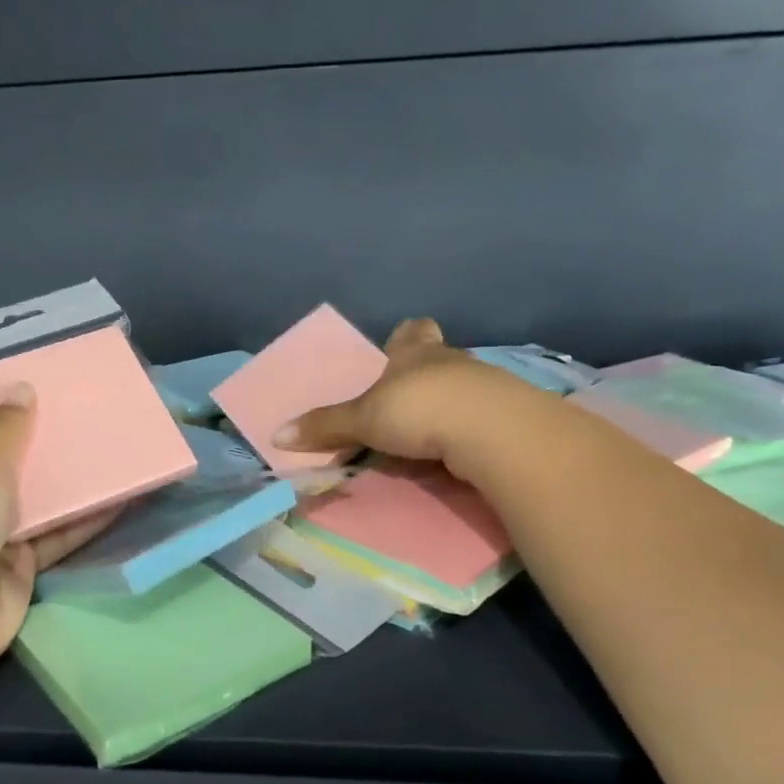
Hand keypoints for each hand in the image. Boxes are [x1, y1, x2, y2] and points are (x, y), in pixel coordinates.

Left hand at [0, 388, 115, 699]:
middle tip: (76, 408)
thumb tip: (21, 390)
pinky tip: (120, 496)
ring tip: (107, 443)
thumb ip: (5, 425)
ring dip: (61, 476)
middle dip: (29, 434)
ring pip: (27, 495)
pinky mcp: (13, 564)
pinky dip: (81, 518)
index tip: (14, 382)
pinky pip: (51, 534)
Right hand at [274, 318, 497, 465]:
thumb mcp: (362, 419)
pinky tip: (457, 452)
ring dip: (447, 406)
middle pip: (439, 357)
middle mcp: (452, 360)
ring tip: (429, 435)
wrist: (492, 429)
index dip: (405, 337)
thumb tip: (276, 434)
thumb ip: (326, 426)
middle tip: (406, 400)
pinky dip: (468, 431)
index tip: (397, 348)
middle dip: (424, 375)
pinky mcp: (508, 416)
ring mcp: (485, 386)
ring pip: (462, 388)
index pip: (412, 330)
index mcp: (415, 352)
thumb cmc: (419, 408)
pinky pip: (481, 418)